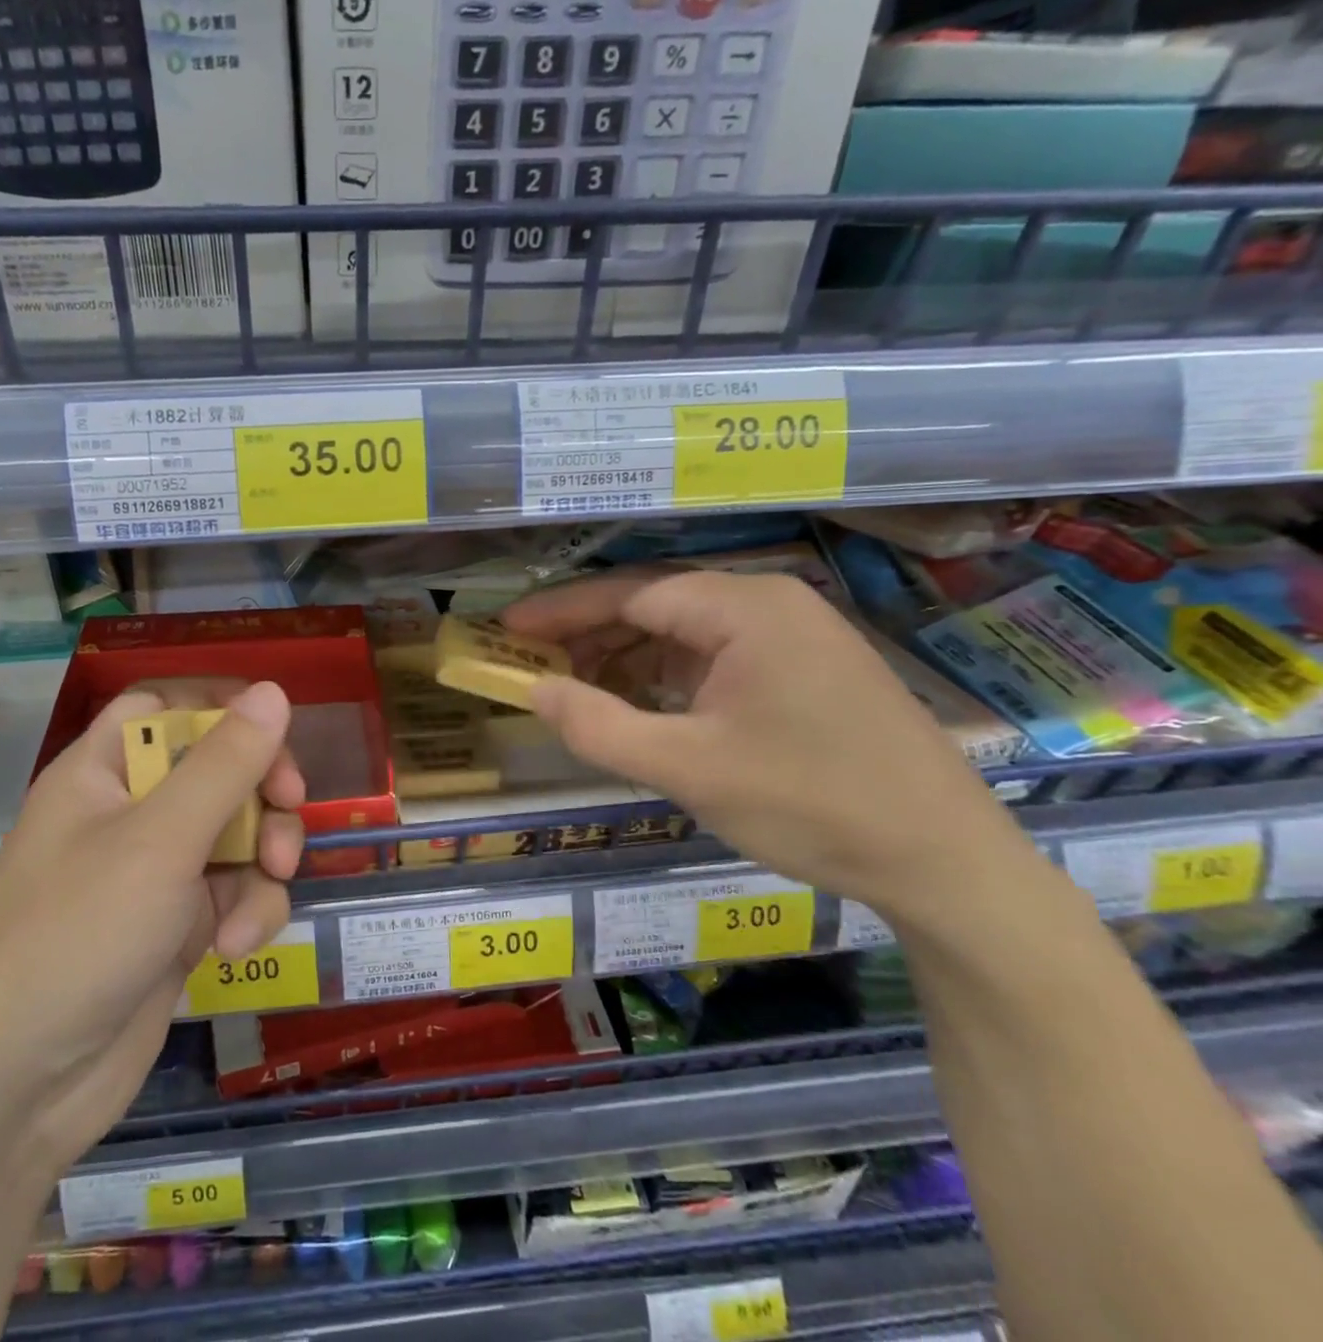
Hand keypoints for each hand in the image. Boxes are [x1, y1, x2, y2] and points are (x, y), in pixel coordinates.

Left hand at [0, 680, 303, 1170]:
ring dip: (263, 855)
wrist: (7, 1097)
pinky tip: (236, 946)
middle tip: (288, 805)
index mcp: (104, 772)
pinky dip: (247, 912)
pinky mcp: (174, 930)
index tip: (273, 729)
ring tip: (269, 881)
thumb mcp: (160, 840)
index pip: (166, 707)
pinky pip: (231, 895)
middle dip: (261, 786)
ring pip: (235, 834)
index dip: (220, 707)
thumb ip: (224, 764)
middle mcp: (129, 814)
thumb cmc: (76, 936)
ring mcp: (153, 875)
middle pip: (215, 768)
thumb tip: (273, 691)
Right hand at [504, 569, 1027, 916]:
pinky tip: (643, 707)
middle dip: (591, 637)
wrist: (946, 861)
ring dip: (628, 660)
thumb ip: (598, 726)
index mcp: (744, 608)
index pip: (628, 595)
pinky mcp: (807, 669)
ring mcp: (794, 635)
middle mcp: (770, 603)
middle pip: (656, 606)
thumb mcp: (686, 769)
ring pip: (686, 633)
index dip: (562, 613)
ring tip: (580, 693)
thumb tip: (533, 691)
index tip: (510, 631)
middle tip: (537, 668)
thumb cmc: (810, 803)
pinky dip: (670, 678)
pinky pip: (718, 657)